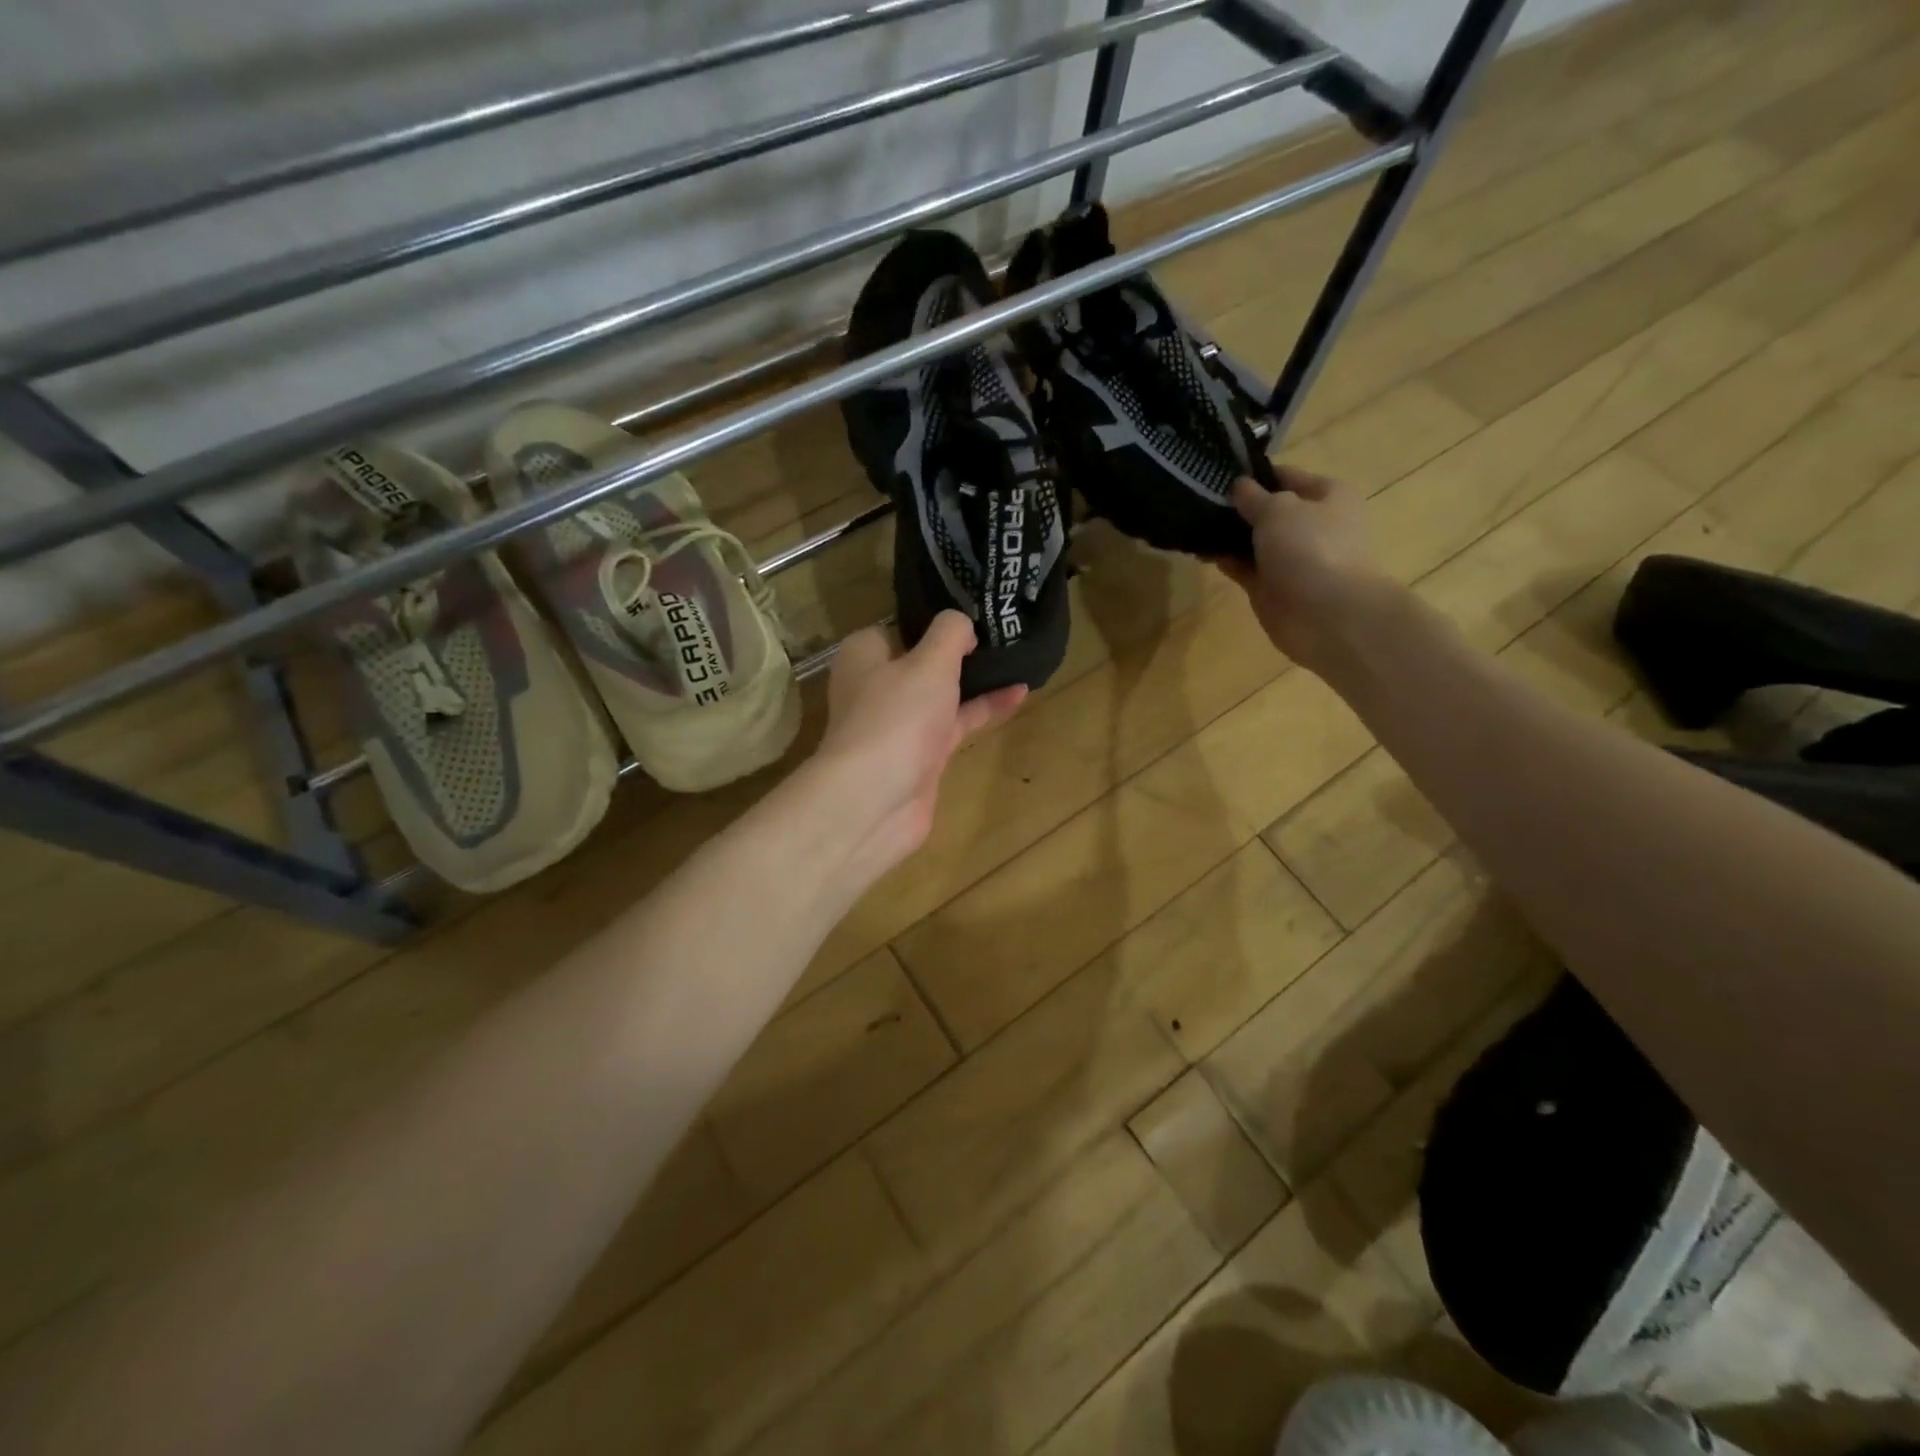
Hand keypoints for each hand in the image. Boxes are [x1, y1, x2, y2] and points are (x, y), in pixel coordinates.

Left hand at [814, 611, 1025, 879]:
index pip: (899, 625)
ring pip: (942, 692)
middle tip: (1003, 630)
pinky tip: (1019, 695)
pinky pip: (956, 722)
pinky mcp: (922, 753)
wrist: (875, 801)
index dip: (934, 618)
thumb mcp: (929, 662)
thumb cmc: (897, 717)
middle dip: (959, 649)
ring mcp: (900, 722)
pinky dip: (983, 708)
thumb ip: (950, 633)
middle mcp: (878, 685)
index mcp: (865, 654)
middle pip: (922, 658)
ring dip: (976, 679)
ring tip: (1019, 657)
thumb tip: (962, 622)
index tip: (973, 611)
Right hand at [1217, 466, 1394, 672]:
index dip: (1255, 474)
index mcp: (1327, 496)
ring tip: (1192, 524)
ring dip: (1228, 536)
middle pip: (1269, 511)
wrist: (1326, 615)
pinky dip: (1226, 561)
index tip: (1219, 473)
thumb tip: (1238, 486)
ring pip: (1255, 541)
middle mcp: (1312, 525)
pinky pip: (1245, 568)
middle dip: (1238, 507)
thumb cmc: (1310, 547)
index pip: (1286, 477)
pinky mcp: (1273, 588)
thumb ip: (1253, 497)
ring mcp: (1292, 559)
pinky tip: (1201, 552)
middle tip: (1199, 499)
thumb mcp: (1278, 509)